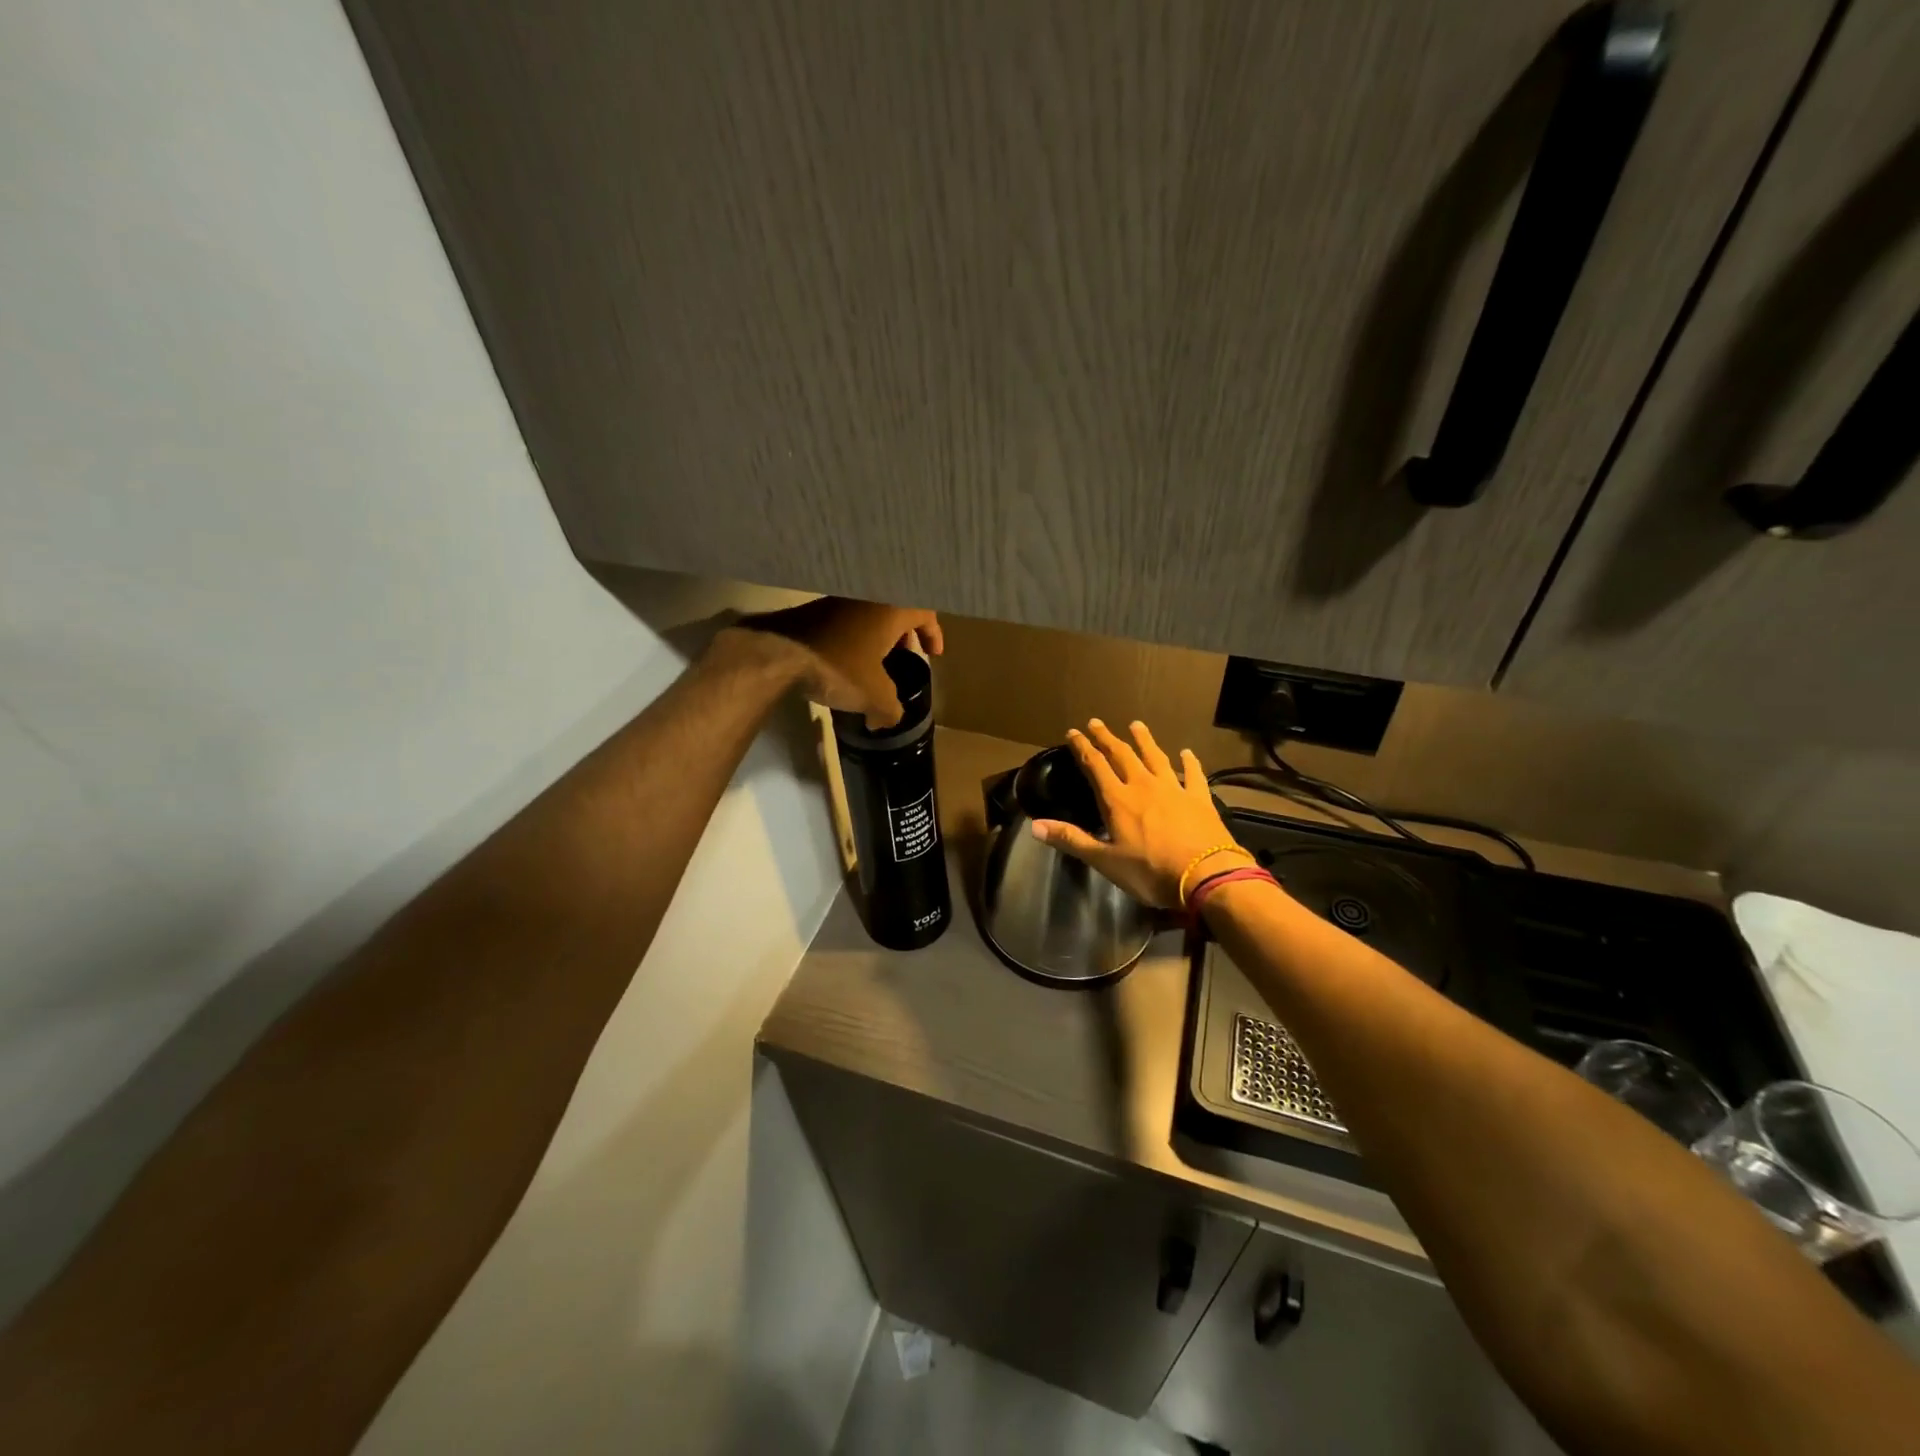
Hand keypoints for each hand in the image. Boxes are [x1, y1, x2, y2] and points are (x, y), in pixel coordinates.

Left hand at [734, 597, 942, 727]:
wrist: (778, 651)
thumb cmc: (838, 666)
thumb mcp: (873, 696)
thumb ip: (890, 709)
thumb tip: (888, 720)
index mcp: (890, 608)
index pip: (924, 612)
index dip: (933, 633)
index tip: (933, 653)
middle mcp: (867, 595)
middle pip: (897, 608)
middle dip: (906, 633)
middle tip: (908, 655)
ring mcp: (838, 599)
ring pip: (870, 613)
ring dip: (879, 634)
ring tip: (878, 662)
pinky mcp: (814, 609)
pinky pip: (847, 618)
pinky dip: (855, 635)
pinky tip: (848, 660)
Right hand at [1032, 720, 1239, 909]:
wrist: (1206, 876)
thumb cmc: (1150, 872)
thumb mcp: (1105, 861)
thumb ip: (1071, 839)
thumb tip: (1034, 825)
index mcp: (1118, 800)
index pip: (1096, 766)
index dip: (1083, 748)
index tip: (1073, 733)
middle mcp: (1144, 785)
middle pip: (1123, 755)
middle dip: (1107, 738)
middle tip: (1097, 723)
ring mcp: (1174, 789)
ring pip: (1156, 757)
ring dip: (1144, 740)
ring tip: (1136, 725)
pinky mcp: (1200, 799)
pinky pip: (1193, 775)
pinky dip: (1189, 762)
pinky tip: (1187, 753)